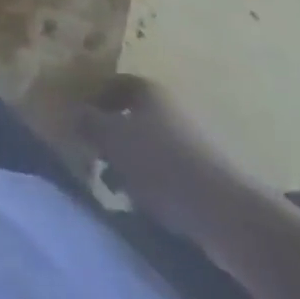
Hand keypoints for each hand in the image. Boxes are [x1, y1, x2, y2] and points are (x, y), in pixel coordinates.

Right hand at [71, 75, 254, 242]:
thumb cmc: (162, 164)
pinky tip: (146, 205)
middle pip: (133, 117)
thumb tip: (70, 112)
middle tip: (94, 157)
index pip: (115, 84)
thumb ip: (87, 122)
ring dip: (131, 164)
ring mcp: (194, 145)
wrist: (229, 215)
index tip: (79, 121)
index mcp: (150, 91)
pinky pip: (170, 174)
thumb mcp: (112, 138)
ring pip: (150, 148)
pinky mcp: (209, 179)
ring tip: (117, 188)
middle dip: (112, 137)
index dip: (95, 99)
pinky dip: (154, 185)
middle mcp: (173, 110)